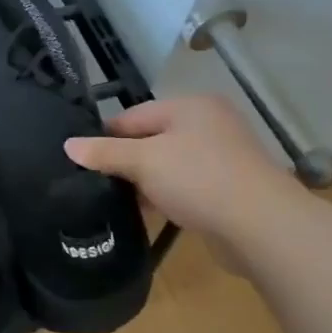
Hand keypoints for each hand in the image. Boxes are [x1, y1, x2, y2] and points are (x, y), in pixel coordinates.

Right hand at [64, 96, 300, 239]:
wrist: (263, 226)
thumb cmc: (199, 179)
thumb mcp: (144, 162)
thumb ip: (105, 153)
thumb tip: (68, 145)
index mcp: (190, 106)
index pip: (133, 115)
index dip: (105, 137)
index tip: (82, 162)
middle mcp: (209, 124)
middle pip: (151, 139)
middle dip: (126, 162)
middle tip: (97, 184)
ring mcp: (223, 156)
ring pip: (168, 165)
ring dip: (146, 182)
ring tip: (118, 202)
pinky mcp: (229, 187)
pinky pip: (186, 186)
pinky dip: (167, 196)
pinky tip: (150, 213)